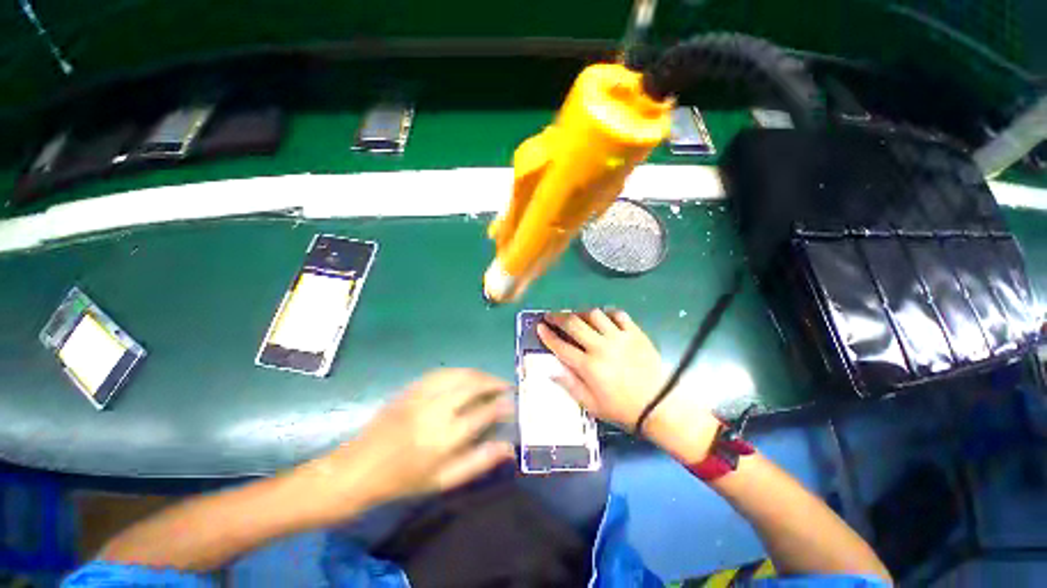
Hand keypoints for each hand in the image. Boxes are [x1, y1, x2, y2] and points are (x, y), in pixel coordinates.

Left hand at [304, 369, 514, 516]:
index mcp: (445, 437)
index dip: (502, 404)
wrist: (359, 468)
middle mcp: (436, 410)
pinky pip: (442, 372)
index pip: (484, 412)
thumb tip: (509, 447)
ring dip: (479, 374)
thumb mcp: (444, 480)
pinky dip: (460, 371)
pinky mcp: (411, 388)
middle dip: (494, 382)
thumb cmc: (404, 480)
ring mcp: (422, 395)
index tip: (512, 402)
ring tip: (490, 380)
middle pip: (474, 385)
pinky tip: (466, 376)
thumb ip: (479, 461)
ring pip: (460, 373)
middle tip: (505, 386)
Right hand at [538, 310, 719, 461]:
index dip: (547, 335)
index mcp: (589, 367)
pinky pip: (618, 314)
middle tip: (550, 315)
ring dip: (580, 313)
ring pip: (594, 314)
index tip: (539, 327)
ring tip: (576, 316)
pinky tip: (602, 317)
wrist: (659, 406)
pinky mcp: (635, 333)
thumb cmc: (622, 409)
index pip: (561, 346)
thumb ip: (569, 385)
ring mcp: (619, 337)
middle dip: (557, 317)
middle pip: (574, 324)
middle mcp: (601, 347)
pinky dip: (607, 312)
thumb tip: (550, 369)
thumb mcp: (591, 405)